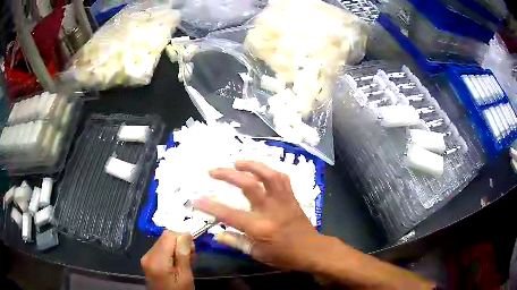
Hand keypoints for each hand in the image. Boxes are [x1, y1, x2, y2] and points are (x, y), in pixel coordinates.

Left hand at [141, 232, 194, 289]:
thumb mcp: (185, 276)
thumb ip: (183, 255)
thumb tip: (186, 234)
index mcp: (157, 260)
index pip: (168, 235)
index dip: (182, 237)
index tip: (192, 249)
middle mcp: (148, 255)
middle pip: (165, 238)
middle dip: (180, 243)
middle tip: (191, 256)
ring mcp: (146, 258)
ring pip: (163, 242)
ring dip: (176, 248)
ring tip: (185, 261)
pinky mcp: (147, 261)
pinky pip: (160, 249)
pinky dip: (170, 252)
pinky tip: (177, 262)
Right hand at [193, 160, 320, 271]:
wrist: (312, 250)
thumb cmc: (284, 256)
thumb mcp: (258, 254)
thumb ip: (236, 242)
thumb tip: (217, 234)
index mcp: (260, 227)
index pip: (230, 214)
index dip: (211, 206)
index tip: (196, 199)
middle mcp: (271, 209)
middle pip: (249, 185)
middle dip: (228, 175)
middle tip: (213, 171)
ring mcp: (283, 201)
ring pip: (269, 175)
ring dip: (251, 165)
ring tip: (237, 162)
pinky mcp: (292, 197)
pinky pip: (282, 178)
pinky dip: (270, 171)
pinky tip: (261, 170)